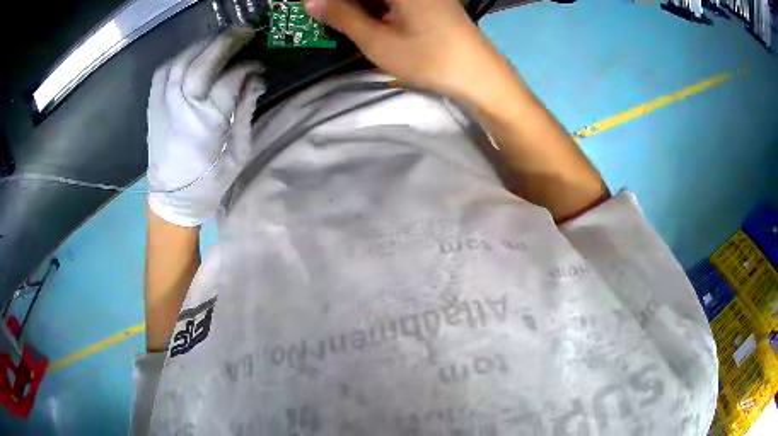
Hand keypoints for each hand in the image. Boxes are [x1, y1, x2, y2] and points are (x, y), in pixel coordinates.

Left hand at [147, 27, 264, 226]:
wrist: (173, 198)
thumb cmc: (210, 180)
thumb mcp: (238, 151)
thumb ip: (245, 110)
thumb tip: (256, 78)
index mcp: (207, 122)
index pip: (231, 79)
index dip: (248, 66)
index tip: (259, 64)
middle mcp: (182, 107)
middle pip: (204, 62)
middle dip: (227, 41)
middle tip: (245, 32)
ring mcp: (164, 103)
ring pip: (182, 60)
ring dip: (204, 44)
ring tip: (221, 39)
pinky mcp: (153, 104)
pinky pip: (164, 70)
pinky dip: (180, 56)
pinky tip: (194, 54)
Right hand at [305, 0, 513, 102]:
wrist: (481, 76)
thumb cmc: (429, 58)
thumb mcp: (378, 41)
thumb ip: (342, 17)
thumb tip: (311, 2)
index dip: (332, 0)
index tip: (314, 9)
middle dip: (345, 4)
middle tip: (325, 17)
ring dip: (359, 6)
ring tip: (344, 23)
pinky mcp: (431, 2)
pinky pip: (395, 1)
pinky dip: (378, 9)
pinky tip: (369, 22)